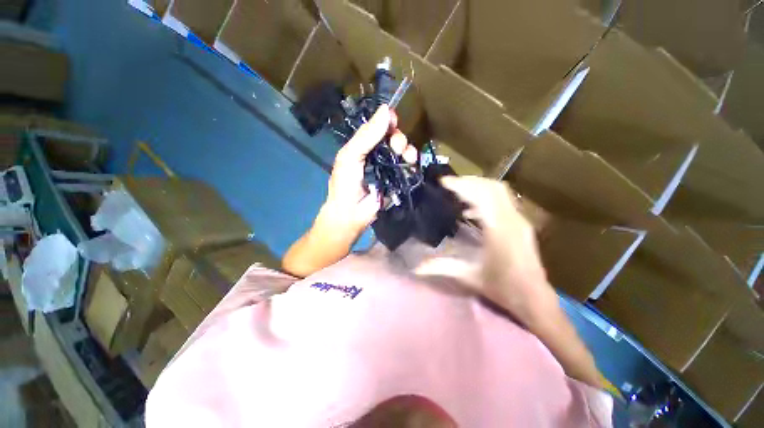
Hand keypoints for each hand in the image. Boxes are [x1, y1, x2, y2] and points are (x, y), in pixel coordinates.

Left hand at [318, 105, 416, 239]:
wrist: (351, 213)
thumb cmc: (345, 184)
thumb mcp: (350, 156)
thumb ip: (367, 135)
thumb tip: (385, 110)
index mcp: (363, 146)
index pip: (378, 128)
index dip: (387, 122)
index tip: (394, 120)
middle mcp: (377, 154)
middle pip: (393, 138)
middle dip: (398, 138)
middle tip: (396, 145)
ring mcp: (389, 167)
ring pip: (403, 151)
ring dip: (408, 149)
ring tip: (406, 155)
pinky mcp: (398, 180)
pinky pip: (408, 167)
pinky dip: (412, 162)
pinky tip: (411, 163)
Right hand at [438, 176, 555, 325]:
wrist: (535, 301)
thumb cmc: (503, 289)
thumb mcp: (469, 277)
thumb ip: (442, 268)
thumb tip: (416, 268)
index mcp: (499, 231)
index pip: (480, 196)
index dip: (461, 186)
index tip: (443, 182)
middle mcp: (512, 221)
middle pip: (492, 188)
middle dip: (470, 181)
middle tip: (450, 184)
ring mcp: (520, 222)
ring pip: (500, 192)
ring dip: (478, 187)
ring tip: (458, 192)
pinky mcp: (521, 225)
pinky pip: (503, 202)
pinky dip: (486, 198)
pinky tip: (471, 210)